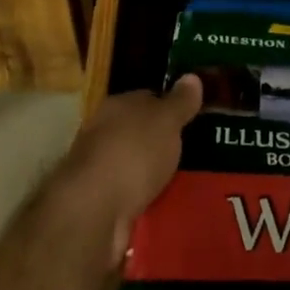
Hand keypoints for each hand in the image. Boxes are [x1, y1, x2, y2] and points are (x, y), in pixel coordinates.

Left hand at [52, 74, 203, 267]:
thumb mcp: (166, 120)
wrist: (93, 212)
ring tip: (189, 182)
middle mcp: (104, 134)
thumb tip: (192, 76)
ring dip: (155, 175)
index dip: (170, 107)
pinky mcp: (102, 205)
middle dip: (163, 143)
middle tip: (196, 152)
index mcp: (117, 106)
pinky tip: (169, 207)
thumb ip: (180, 101)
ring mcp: (101, 171)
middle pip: (141, 133)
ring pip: (136, 167)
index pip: (147, 99)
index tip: (193, 119)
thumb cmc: (132, 153)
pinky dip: (148, 202)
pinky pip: (133, 198)